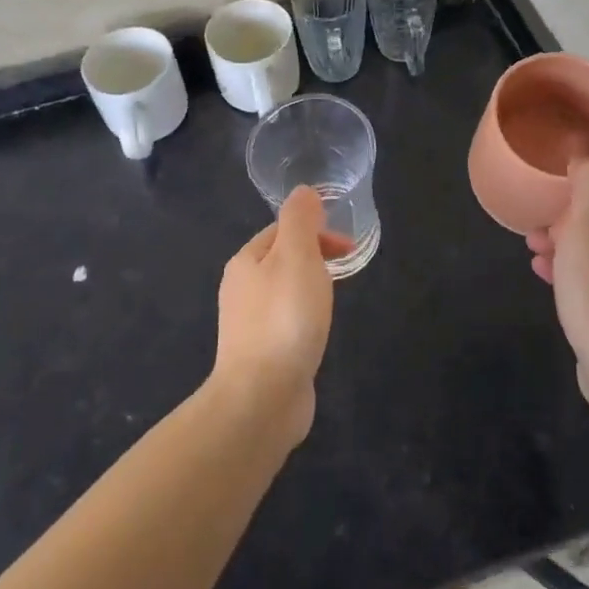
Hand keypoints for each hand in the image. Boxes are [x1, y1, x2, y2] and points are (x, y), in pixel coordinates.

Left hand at [213, 188, 350, 445]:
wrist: (262, 397)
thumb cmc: (284, 318)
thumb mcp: (297, 256)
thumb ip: (300, 220)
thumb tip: (303, 191)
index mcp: (245, 262)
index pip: (281, 230)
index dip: (316, 230)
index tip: (348, 246)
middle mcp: (241, 290)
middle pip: (281, 260)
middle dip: (315, 257)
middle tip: (347, 268)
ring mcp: (248, 326)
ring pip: (284, 292)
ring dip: (311, 288)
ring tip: (335, 300)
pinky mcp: (261, 356)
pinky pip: (286, 323)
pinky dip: (305, 318)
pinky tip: (317, 333)